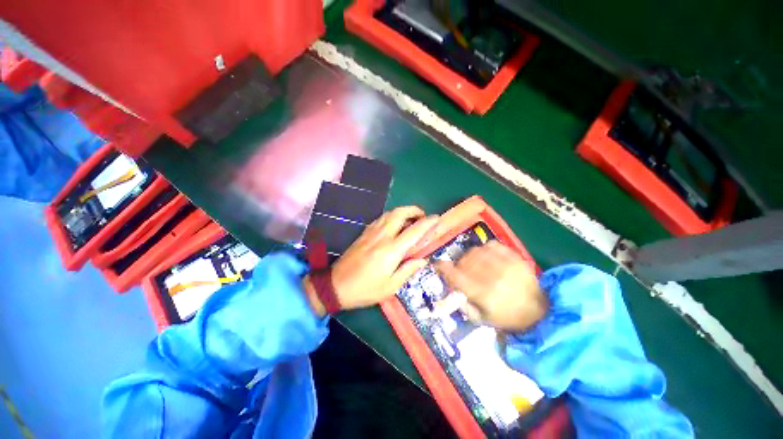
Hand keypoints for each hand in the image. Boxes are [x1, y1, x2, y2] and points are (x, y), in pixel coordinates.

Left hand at [304, 206, 437, 315]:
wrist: (335, 285)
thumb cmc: (365, 289)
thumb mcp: (390, 287)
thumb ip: (408, 270)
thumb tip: (422, 259)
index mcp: (391, 250)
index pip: (414, 231)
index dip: (427, 222)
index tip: (436, 218)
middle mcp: (382, 236)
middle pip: (399, 213)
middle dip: (414, 210)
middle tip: (422, 216)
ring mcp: (371, 232)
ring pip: (389, 213)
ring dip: (403, 212)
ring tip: (410, 220)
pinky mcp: (364, 233)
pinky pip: (380, 218)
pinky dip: (391, 216)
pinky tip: (394, 224)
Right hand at [435, 241, 547, 331]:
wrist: (539, 311)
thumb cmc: (507, 317)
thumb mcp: (482, 319)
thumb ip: (463, 304)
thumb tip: (450, 287)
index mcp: (484, 294)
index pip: (457, 276)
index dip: (445, 268)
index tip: (439, 264)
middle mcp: (493, 277)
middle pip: (465, 261)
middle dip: (459, 264)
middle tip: (461, 269)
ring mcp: (506, 265)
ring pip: (477, 251)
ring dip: (470, 256)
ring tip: (474, 263)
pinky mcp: (515, 257)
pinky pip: (492, 245)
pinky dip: (485, 248)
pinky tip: (486, 256)